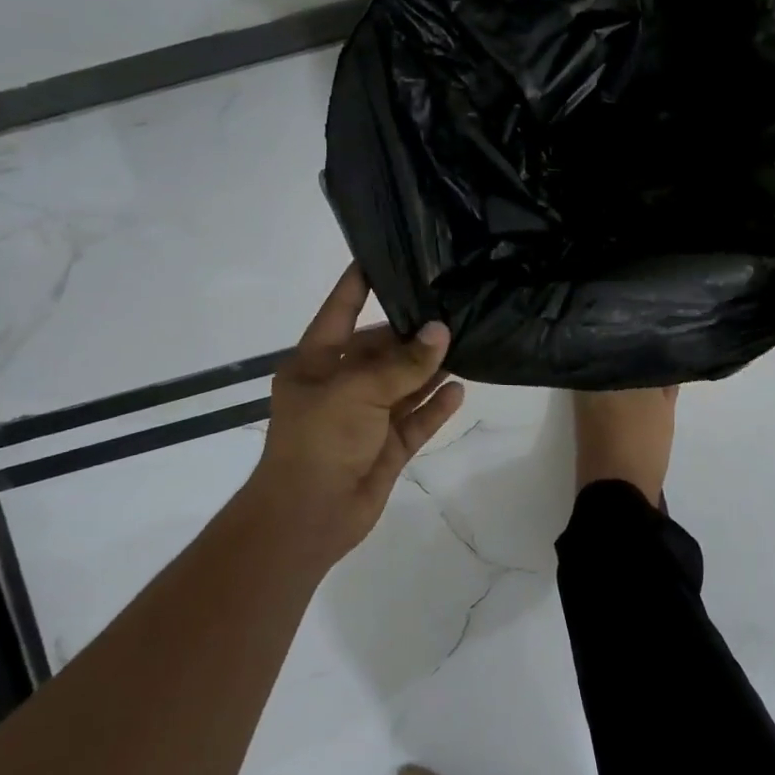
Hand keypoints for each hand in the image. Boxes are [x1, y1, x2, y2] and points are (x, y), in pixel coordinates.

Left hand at [248, 266, 465, 561]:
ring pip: (403, 384)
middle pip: (380, 349)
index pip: (340, 311)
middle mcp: (340, 385)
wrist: (308, 517)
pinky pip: (416, 419)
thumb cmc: (319, 439)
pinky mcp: (387, 447)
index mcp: (316, 363)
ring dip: (430, 368)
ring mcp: (365, 418)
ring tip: (466, 341)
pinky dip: (436, 405)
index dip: (358, 284)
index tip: (384, 257)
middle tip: (452, 307)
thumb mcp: (357, 391)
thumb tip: (441, 332)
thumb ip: (402, 363)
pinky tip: (461, 388)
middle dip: (412, 333)